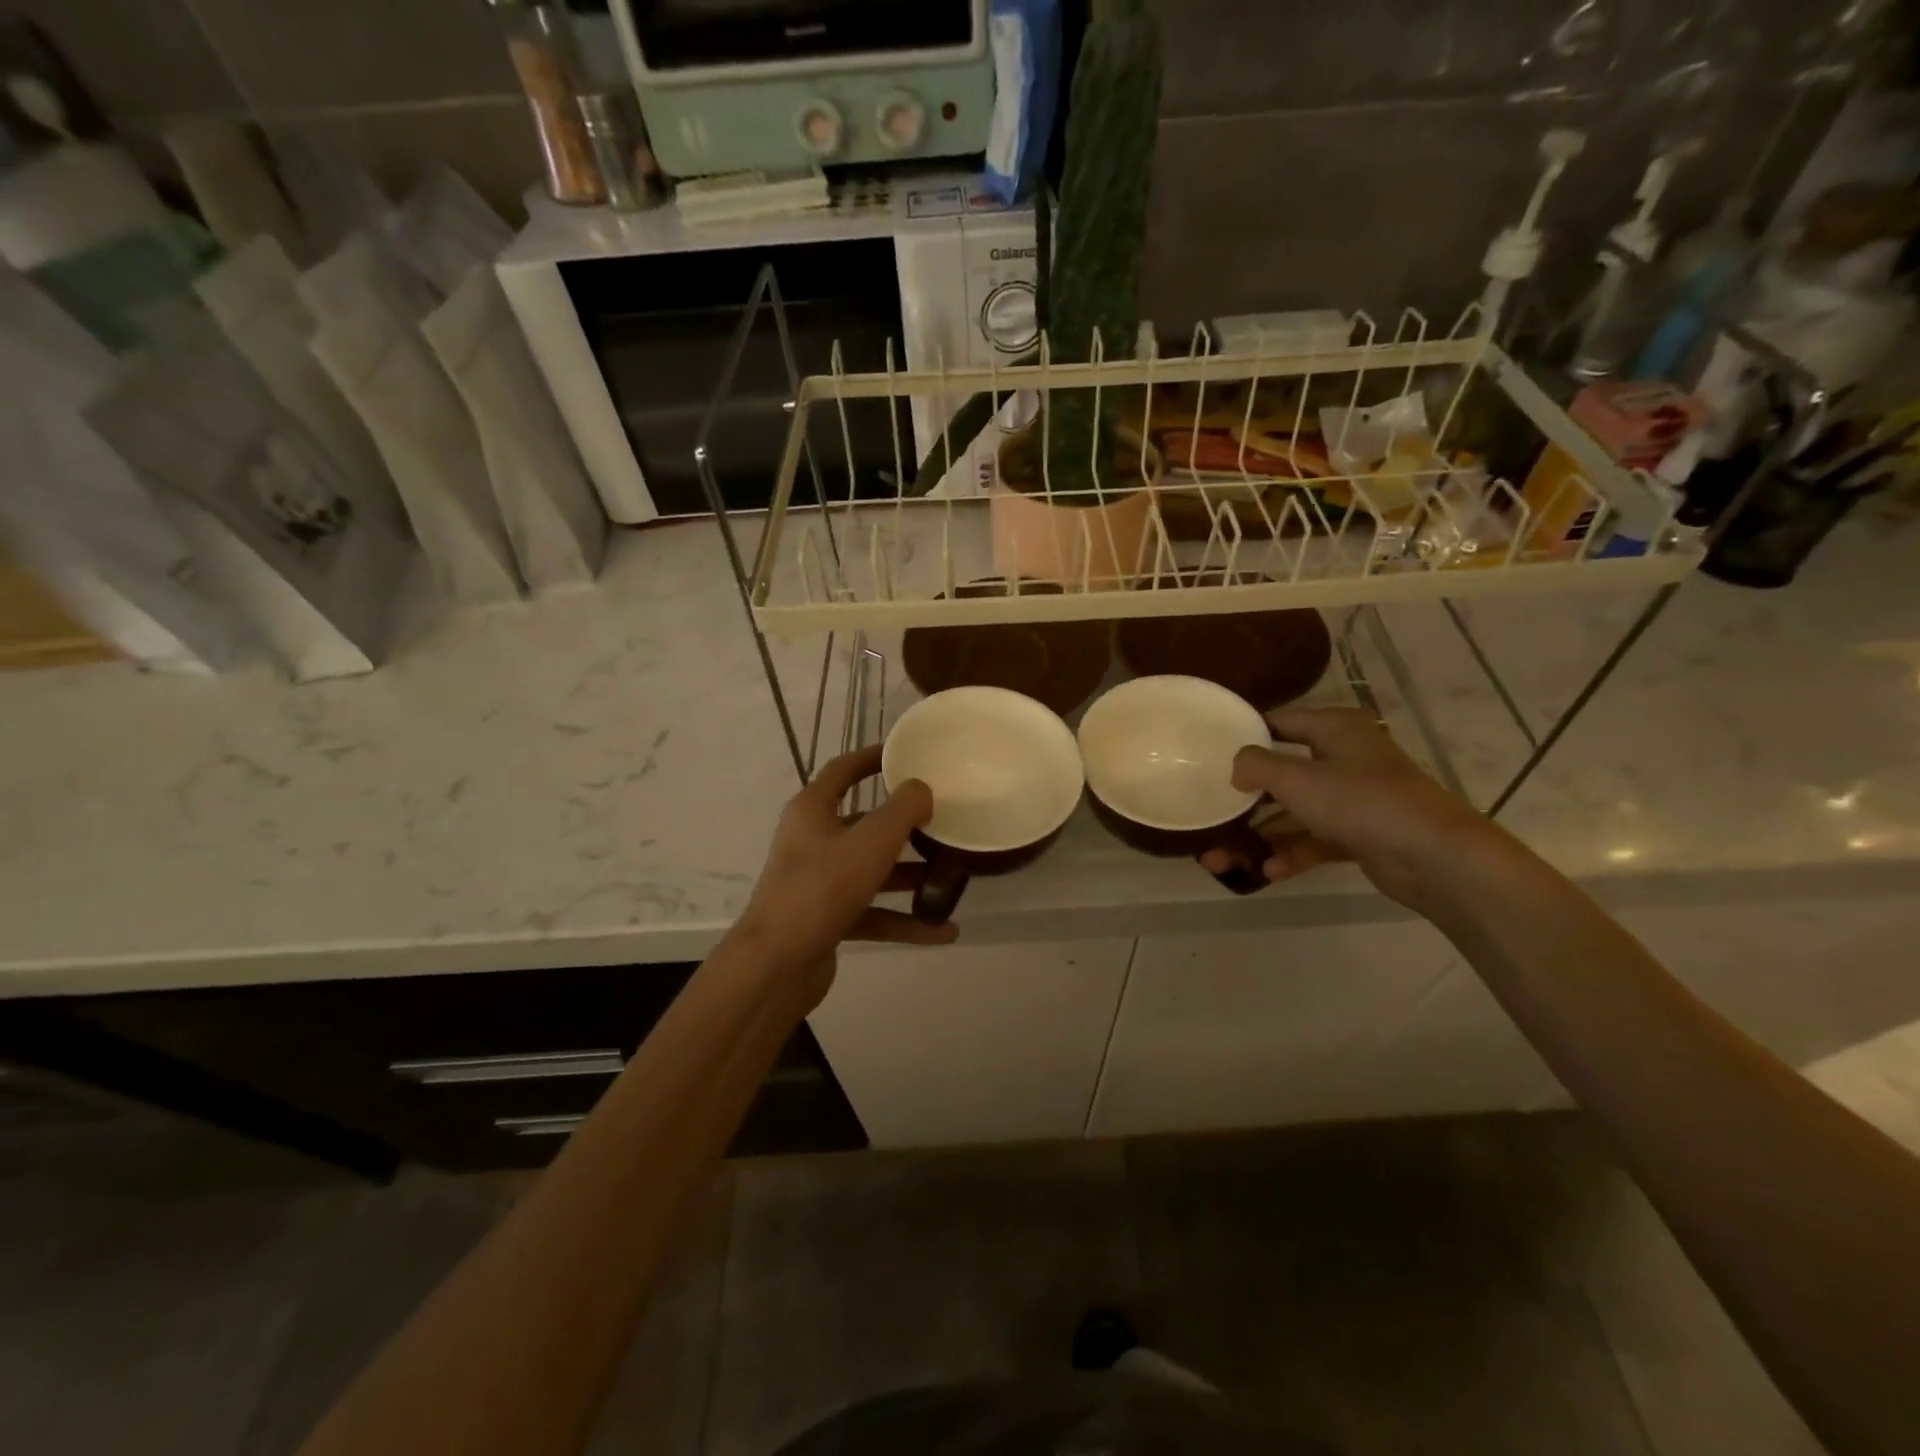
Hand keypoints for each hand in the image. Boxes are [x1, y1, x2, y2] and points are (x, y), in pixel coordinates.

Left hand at [731, 745, 957, 1001]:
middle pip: (863, 823)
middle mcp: (812, 841)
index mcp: (813, 810)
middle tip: (941, 819)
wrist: (777, 964)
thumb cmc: (823, 887)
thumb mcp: (872, 840)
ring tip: (952, 877)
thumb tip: (921, 789)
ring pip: (872, 871)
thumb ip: (903, 810)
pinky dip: (904, 920)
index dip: (872, 757)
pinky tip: (943, 931)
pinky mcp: (827, 919)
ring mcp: (818, 882)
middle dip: (903, 825)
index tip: (905, 753)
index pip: (843, 770)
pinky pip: (873, 912)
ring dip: (910, 875)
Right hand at [1198, 706, 1491, 909]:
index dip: (1246, 734)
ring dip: (1261, 835)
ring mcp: (1355, 799)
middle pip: (1284, 773)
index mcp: (1335, 729)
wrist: (1436, 857)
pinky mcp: (1362, 834)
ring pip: (1296, 813)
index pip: (1281, 722)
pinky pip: (1316, 840)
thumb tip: (1237, 766)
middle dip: (1246, 799)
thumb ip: (1257, 766)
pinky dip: (1292, 854)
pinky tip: (1267, 872)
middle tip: (1211, 813)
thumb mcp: (1297, 778)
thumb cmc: (1362, 802)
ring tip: (1220, 860)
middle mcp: (1345, 757)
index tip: (1210, 751)